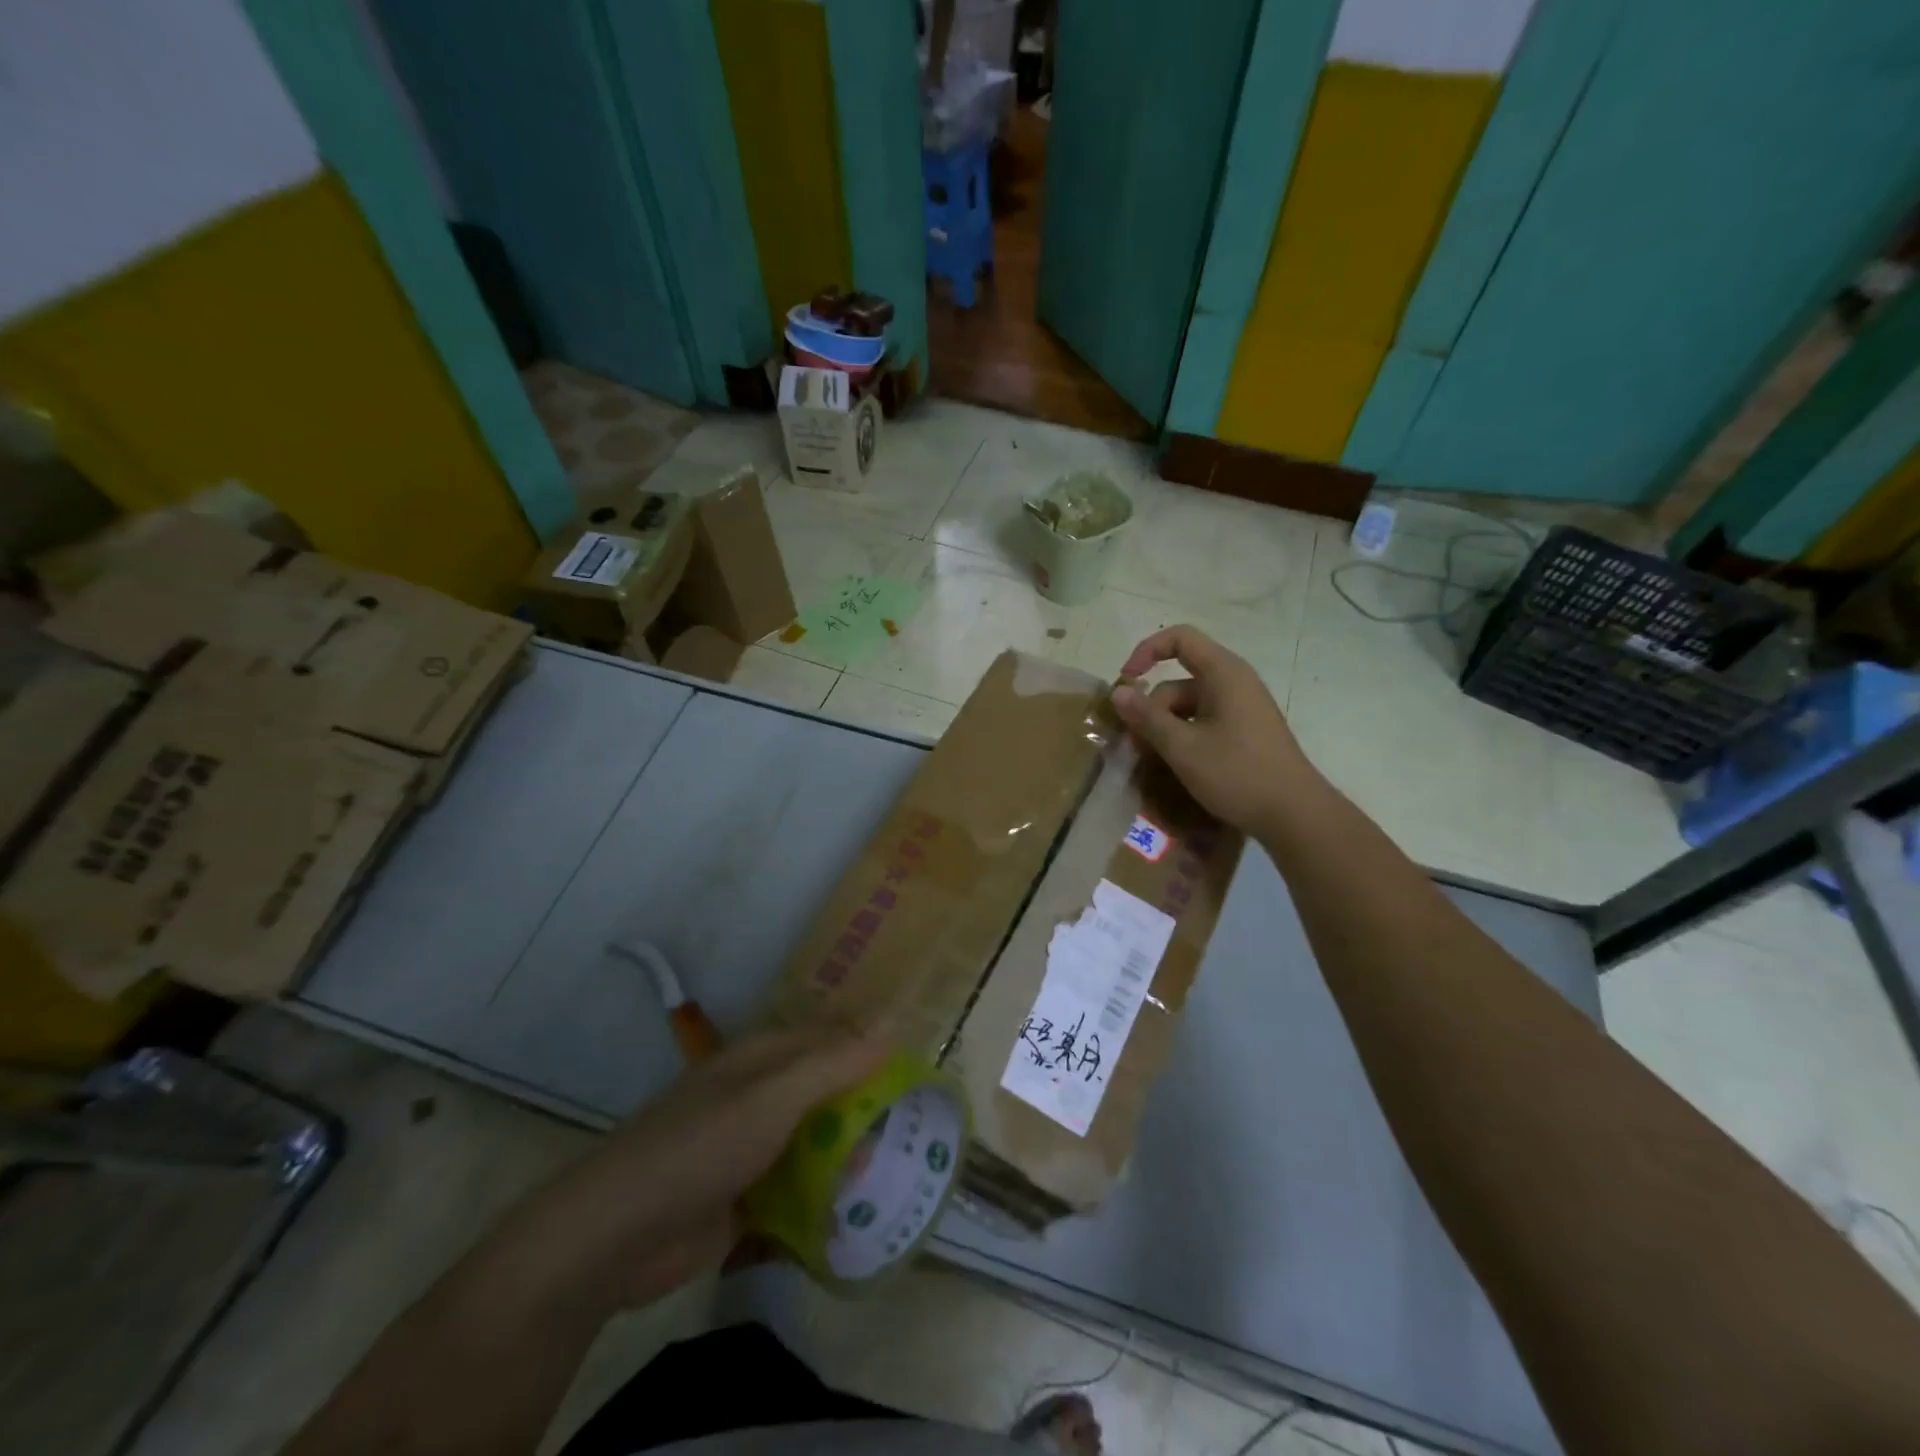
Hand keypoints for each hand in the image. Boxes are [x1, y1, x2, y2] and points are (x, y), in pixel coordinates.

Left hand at [525, 1021, 888, 1308]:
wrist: (619, 1235)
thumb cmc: (702, 1145)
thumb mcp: (775, 1095)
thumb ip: (834, 1061)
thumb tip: (893, 1020)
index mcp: (765, 1057)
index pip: (833, 1036)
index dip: (874, 1044)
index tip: (923, 1063)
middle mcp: (762, 1094)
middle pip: (829, 1090)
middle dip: (870, 1106)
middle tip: (922, 1127)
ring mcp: (753, 1147)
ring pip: (817, 1140)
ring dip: (851, 1155)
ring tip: (902, 1173)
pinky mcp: (747, 1197)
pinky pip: (800, 1188)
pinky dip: (826, 1196)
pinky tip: (860, 1212)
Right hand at [1111, 625, 1319, 837]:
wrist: (1294, 815)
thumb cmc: (1237, 773)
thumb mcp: (1182, 747)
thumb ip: (1147, 717)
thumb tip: (1118, 692)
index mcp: (1223, 674)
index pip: (1179, 639)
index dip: (1146, 651)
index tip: (1125, 682)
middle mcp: (1233, 683)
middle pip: (1178, 681)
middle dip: (1151, 709)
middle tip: (1134, 745)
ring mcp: (1240, 709)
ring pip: (1187, 707)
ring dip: (1164, 728)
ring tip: (1151, 761)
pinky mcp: (1244, 732)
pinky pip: (1203, 723)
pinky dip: (1183, 737)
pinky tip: (1174, 765)